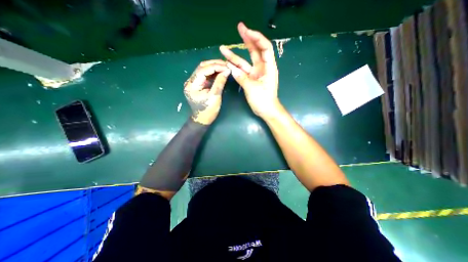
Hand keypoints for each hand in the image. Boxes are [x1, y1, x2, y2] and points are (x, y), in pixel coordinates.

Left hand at [185, 60, 231, 124]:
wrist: (202, 119)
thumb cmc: (208, 111)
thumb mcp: (215, 97)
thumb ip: (219, 82)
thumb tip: (227, 70)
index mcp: (192, 85)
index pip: (203, 70)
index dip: (215, 66)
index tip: (227, 66)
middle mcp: (191, 81)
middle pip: (202, 67)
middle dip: (215, 64)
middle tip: (226, 65)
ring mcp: (194, 82)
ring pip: (204, 70)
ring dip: (214, 67)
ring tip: (225, 67)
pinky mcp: (198, 85)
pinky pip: (205, 75)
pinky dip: (213, 73)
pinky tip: (220, 72)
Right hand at [221, 21, 281, 119]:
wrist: (266, 111)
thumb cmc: (264, 100)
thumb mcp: (253, 89)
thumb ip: (242, 78)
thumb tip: (231, 70)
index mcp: (268, 67)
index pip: (265, 47)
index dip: (257, 38)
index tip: (246, 31)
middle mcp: (262, 68)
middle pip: (255, 51)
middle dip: (247, 39)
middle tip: (239, 27)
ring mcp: (256, 73)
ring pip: (245, 61)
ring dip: (235, 56)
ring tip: (223, 48)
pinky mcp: (251, 79)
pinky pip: (242, 71)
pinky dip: (235, 68)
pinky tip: (227, 63)